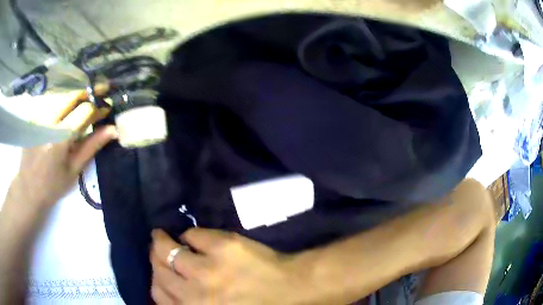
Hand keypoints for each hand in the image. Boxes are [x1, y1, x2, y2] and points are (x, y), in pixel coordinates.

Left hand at [4, 86, 115, 211]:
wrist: (28, 188)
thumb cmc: (53, 185)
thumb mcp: (74, 169)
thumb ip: (91, 146)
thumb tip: (112, 130)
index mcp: (59, 138)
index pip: (84, 110)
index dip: (98, 106)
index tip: (107, 107)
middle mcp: (48, 122)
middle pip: (72, 95)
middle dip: (88, 94)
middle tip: (99, 96)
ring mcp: (39, 116)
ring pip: (62, 95)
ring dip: (75, 98)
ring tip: (82, 106)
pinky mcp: (34, 116)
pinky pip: (51, 100)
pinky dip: (62, 102)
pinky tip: (65, 110)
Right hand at [150, 229, 309, 303]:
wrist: (292, 291)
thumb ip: (192, 304)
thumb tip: (172, 290)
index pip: (158, 295)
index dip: (155, 282)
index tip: (157, 275)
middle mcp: (195, 294)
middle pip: (159, 271)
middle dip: (155, 259)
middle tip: (157, 252)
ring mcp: (207, 269)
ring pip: (166, 250)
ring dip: (160, 242)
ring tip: (161, 237)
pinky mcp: (222, 246)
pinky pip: (192, 235)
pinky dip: (188, 236)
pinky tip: (192, 238)